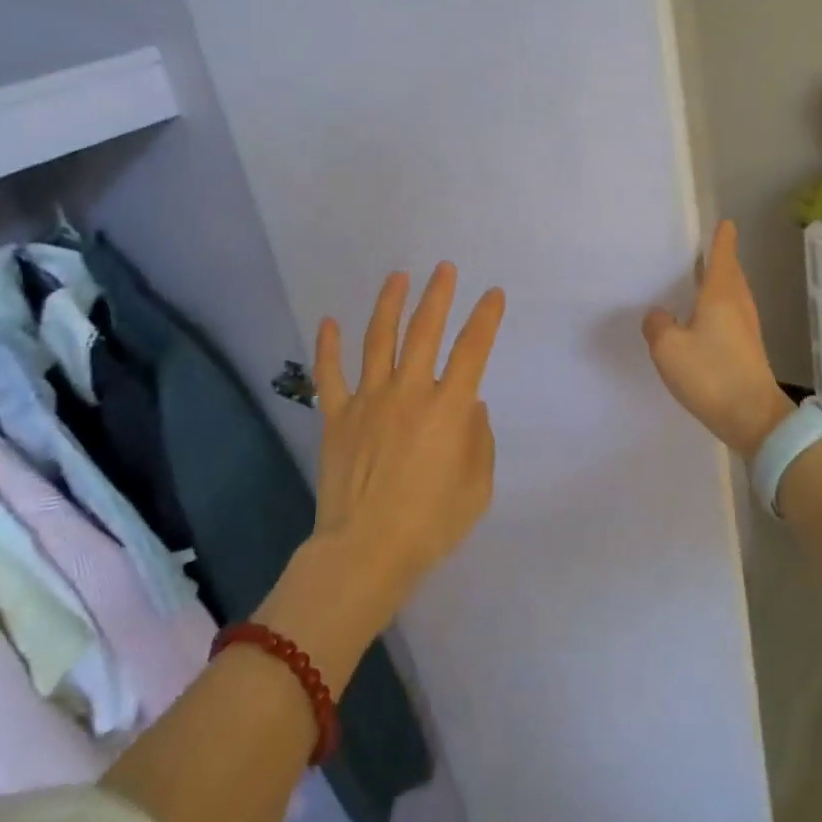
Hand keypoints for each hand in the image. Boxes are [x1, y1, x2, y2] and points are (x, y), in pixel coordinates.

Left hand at [310, 264, 506, 618]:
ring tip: (398, 277)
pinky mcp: (337, 417)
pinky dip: (328, 347)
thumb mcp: (477, 488)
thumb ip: (479, 441)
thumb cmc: (430, 525)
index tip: (493, 295)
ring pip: (379, 340)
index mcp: (448, 409)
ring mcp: (369, 401)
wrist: (365, 553)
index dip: (486, 318)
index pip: (472, 350)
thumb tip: (470, 406)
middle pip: (424, 331)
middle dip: (438, 295)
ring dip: (389, 305)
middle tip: (444, 269)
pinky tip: (328, 322)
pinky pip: (330, 375)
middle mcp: (409, 392)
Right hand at [642, 221, 793, 461]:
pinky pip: (731, 316)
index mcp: (721, 295)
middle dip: (721, 259)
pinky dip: (719, 307)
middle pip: (731, 273)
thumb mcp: (668, 348)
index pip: (723, 256)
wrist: (753, 418)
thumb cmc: (711, 374)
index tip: (725, 222)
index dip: (722, 238)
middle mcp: (738, 305)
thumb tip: (660, 314)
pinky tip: (703, 320)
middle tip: (704, 249)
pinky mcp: (748, 350)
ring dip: (720, 284)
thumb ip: (658, 325)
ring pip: (733, 295)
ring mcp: (747, 329)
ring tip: (699, 281)